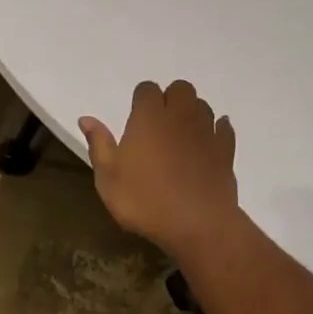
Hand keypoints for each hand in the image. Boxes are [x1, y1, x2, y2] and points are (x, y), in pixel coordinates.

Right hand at [79, 80, 238, 255]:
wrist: (198, 225)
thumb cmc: (145, 200)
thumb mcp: (108, 178)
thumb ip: (99, 144)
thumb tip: (86, 118)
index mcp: (149, 117)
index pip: (147, 89)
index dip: (141, 100)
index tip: (136, 120)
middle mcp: (180, 115)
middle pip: (180, 88)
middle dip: (170, 99)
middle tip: (159, 125)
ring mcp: (206, 131)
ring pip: (202, 105)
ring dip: (192, 113)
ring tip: (180, 135)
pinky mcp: (226, 150)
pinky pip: (223, 128)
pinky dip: (216, 130)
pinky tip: (207, 143)